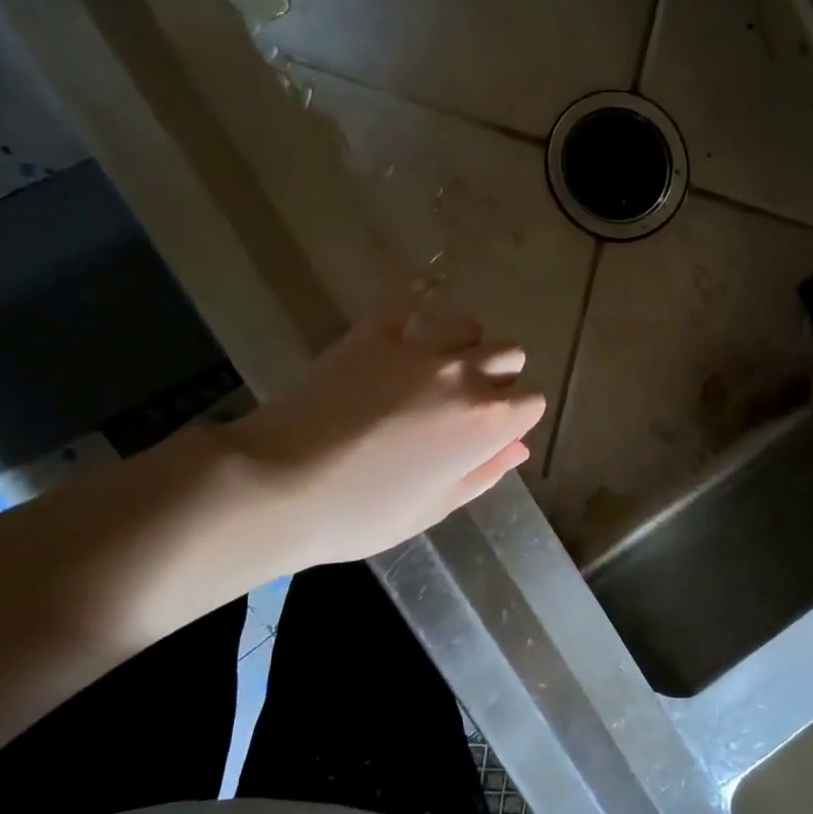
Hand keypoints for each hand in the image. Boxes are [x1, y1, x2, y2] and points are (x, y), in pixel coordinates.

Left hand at [221, 297, 545, 568]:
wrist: (280, 485)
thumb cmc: (362, 513)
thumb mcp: (434, 508)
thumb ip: (484, 473)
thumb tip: (518, 449)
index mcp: (486, 423)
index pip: (532, 401)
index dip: (516, 418)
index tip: (491, 433)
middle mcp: (463, 375)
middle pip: (509, 354)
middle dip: (498, 376)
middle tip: (463, 404)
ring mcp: (418, 347)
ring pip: (468, 324)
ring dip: (463, 344)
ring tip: (434, 366)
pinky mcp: (373, 331)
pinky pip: (409, 300)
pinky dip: (416, 305)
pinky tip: (408, 320)